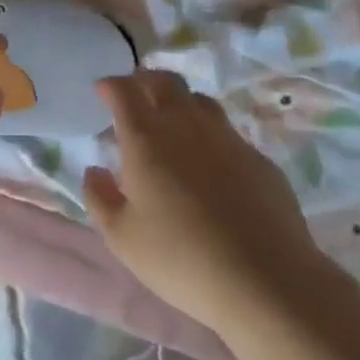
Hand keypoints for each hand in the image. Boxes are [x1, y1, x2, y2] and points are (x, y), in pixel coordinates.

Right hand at [82, 70, 331, 331]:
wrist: (264, 279)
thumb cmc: (180, 258)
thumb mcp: (121, 238)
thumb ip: (99, 198)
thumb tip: (95, 170)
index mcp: (146, 139)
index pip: (125, 91)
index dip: (110, 85)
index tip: (102, 91)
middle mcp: (187, 127)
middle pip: (166, 83)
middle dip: (145, 80)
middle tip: (135, 94)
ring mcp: (228, 140)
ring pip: (200, 102)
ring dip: (179, 102)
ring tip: (170, 122)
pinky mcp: (259, 160)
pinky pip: (227, 133)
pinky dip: (208, 135)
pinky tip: (208, 164)